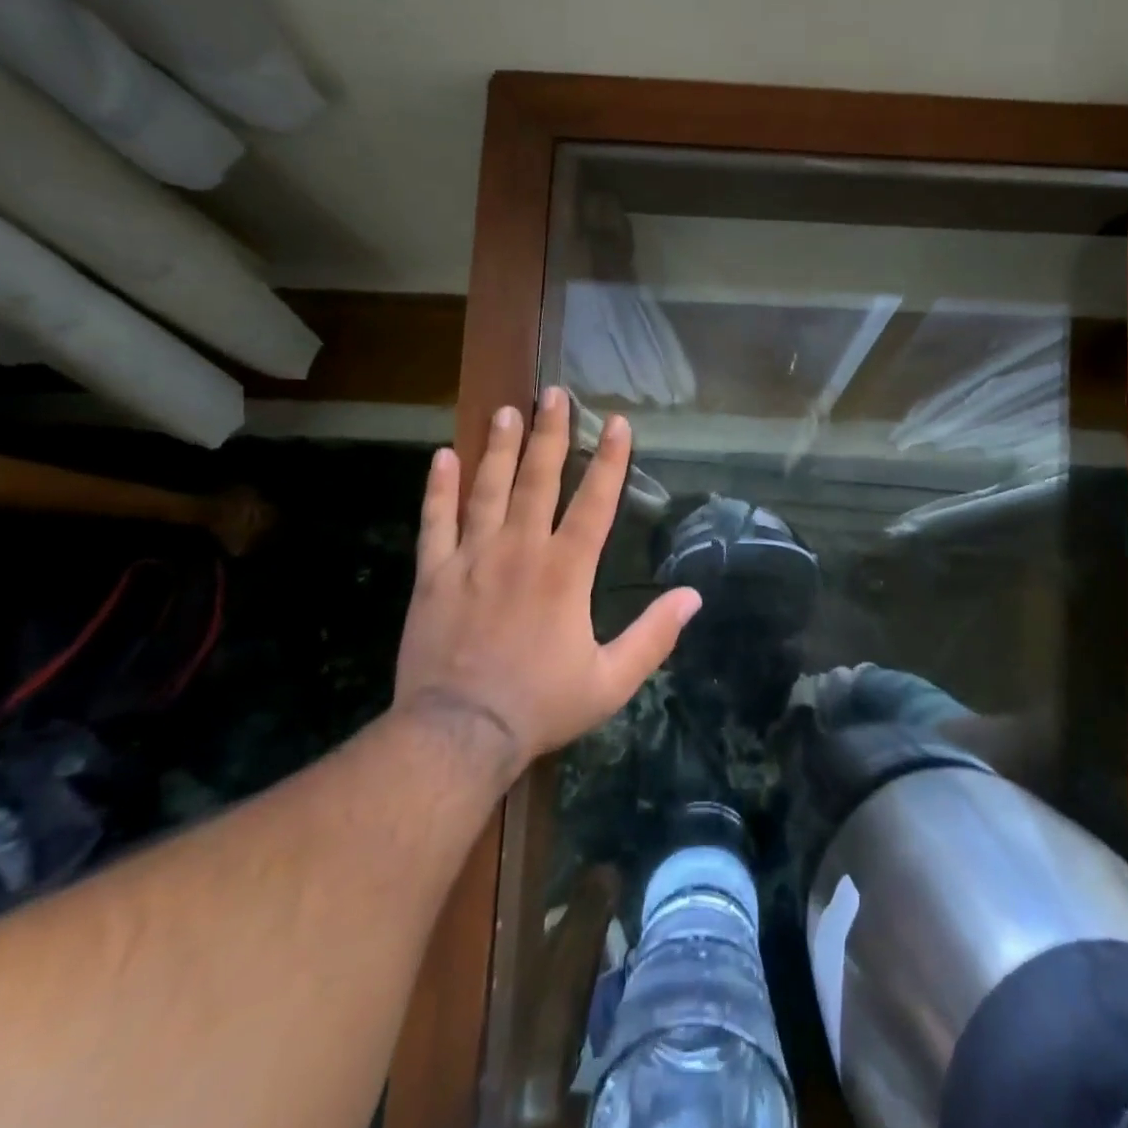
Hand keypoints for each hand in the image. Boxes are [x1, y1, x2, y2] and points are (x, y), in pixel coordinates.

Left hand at [392, 387, 700, 774]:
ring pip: (488, 489)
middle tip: (555, 394)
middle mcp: (520, 550)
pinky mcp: (434, 575)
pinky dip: (439, 489)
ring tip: (508, 411)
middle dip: (552, 434)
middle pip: (539, 480)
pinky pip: (435, 522)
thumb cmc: (540, 704)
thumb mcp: (611, 681)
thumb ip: (654, 636)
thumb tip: (693, 597)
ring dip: (500, 448)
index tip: (617, 422)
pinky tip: (442, 457)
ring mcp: (472, 558)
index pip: (595, 503)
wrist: (458, 733)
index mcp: (566, 572)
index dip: (611, 460)